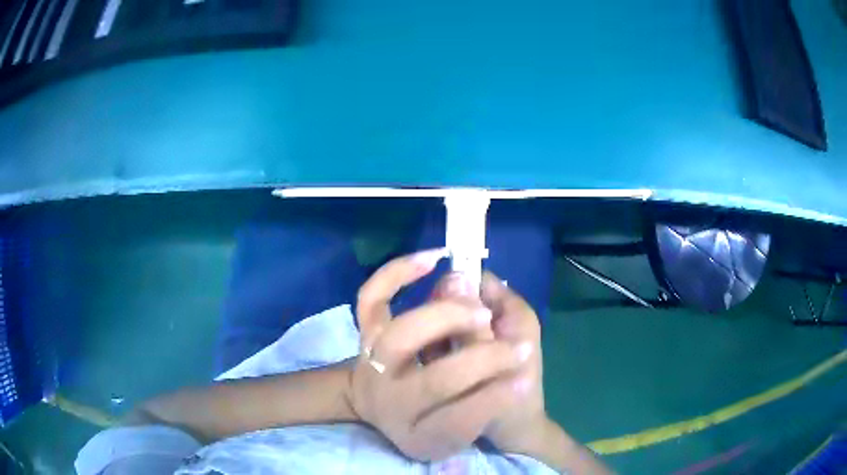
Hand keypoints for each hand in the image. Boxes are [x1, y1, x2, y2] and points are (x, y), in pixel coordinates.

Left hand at [348, 250, 534, 460]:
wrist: (383, 407)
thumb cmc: (431, 419)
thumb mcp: (459, 428)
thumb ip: (487, 400)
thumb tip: (508, 357)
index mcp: (420, 437)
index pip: (458, 424)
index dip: (495, 399)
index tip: (524, 378)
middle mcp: (391, 406)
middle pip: (435, 383)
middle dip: (482, 358)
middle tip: (512, 344)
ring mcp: (372, 368)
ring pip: (404, 335)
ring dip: (447, 314)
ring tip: (479, 304)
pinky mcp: (365, 336)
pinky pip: (372, 298)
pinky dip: (398, 273)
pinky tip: (433, 259)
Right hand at [430, 271, 545, 451]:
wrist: (513, 434)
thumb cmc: (508, 398)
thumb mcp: (486, 357)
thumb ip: (469, 321)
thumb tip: (453, 276)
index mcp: (514, 312)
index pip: (478, 280)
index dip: (454, 289)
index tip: (433, 307)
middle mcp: (504, 319)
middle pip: (463, 300)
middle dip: (444, 319)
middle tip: (438, 346)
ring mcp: (489, 338)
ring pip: (453, 323)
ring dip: (441, 339)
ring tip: (440, 364)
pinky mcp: (478, 355)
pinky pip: (452, 342)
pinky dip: (442, 352)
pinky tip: (439, 372)